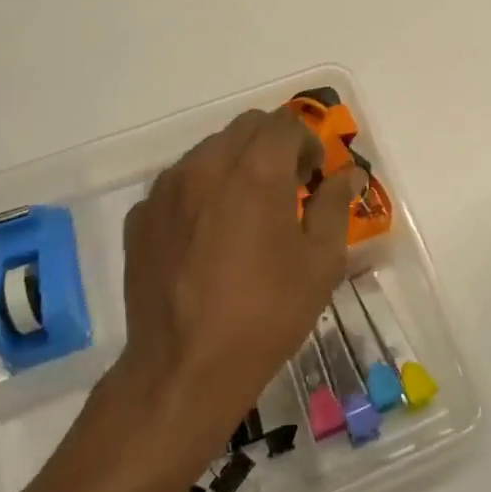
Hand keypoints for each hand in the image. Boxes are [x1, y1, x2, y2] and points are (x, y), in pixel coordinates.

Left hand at [114, 108, 362, 452]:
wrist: (184, 368)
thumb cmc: (266, 313)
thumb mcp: (321, 262)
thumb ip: (335, 206)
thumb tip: (349, 175)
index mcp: (257, 169)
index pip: (285, 123)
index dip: (307, 142)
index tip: (314, 177)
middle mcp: (207, 164)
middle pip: (245, 128)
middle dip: (273, 146)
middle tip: (286, 188)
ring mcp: (167, 188)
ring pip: (209, 151)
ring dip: (235, 165)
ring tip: (245, 213)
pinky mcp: (141, 216)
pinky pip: (178, 184)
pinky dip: (200, 192)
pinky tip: (207, 237)